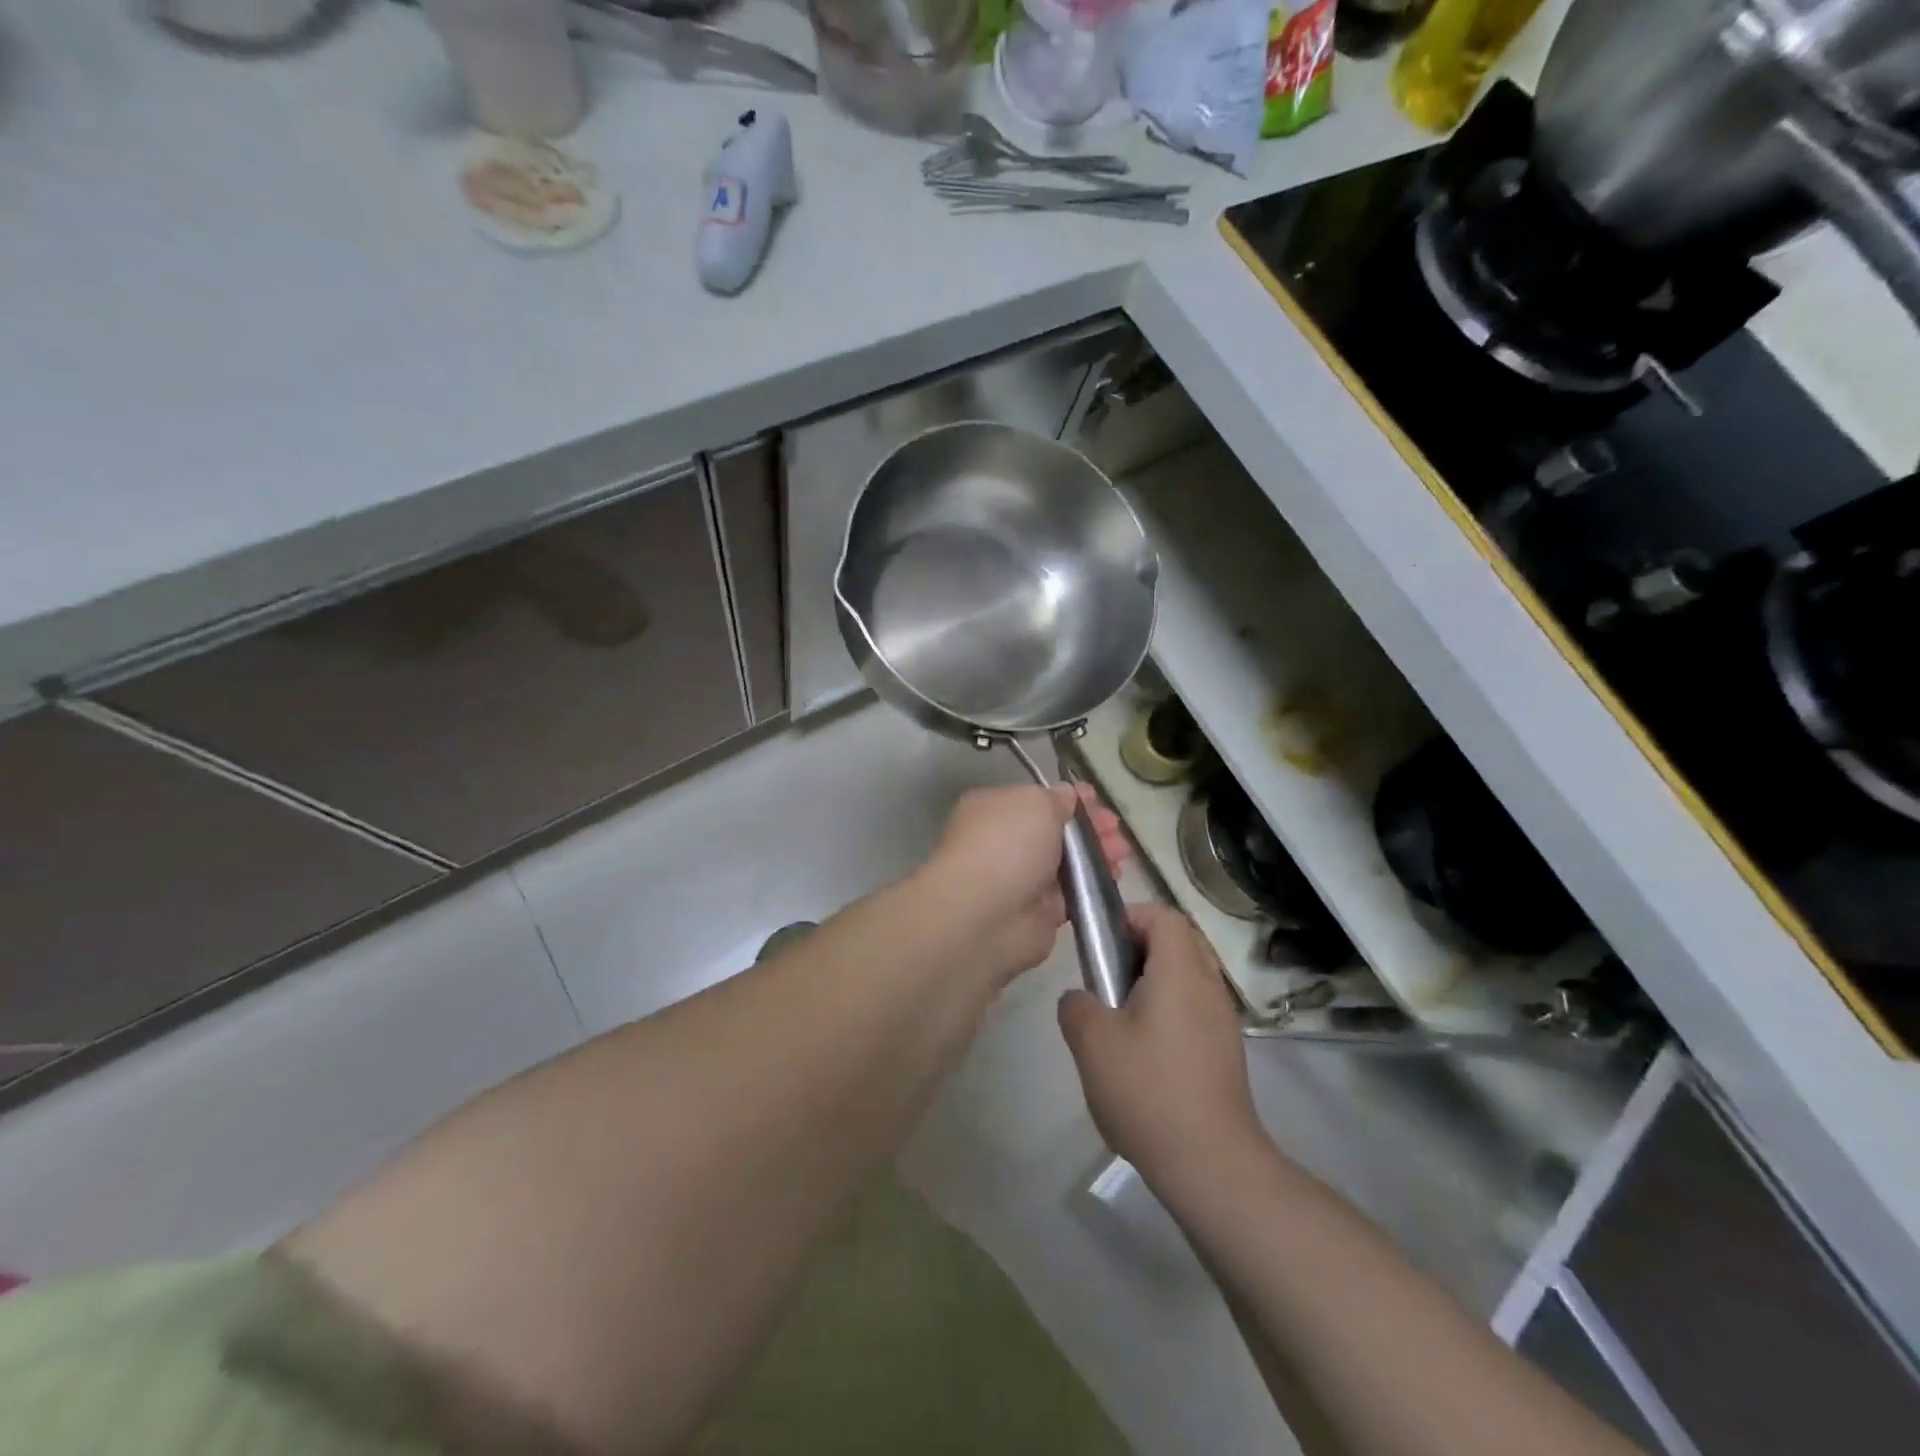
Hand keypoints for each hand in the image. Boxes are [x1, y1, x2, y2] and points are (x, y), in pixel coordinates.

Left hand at [914, 783, 1127, 990]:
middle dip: (1088, 828)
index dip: (1069, 799)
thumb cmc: (1006, 845)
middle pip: (1054, 831)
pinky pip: (1071, 893)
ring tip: (1122, 854)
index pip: (1036, 800)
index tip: (1098, 800)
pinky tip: (1114, 878)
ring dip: (1096, 855)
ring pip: (1066, 862)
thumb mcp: (1035, 803)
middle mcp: (1003, 842)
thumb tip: (1067, 797)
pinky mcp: (1038, 912)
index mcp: (994, 809)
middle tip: (1116, 829)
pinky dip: (1092, 885)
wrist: (985, 915)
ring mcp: (1020, 879)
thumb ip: (1056, 798)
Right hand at [1057, 903, 1262, 1185]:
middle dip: (1138, 949)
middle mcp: (1208, 986)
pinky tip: (1142, 1052)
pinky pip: (1193, 1008)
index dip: (1129, 916)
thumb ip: (1076, 1005)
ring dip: (1152, 982)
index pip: (1163, 915)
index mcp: (1180, 971)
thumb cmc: (1148, 1090)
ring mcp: (1222, 1020)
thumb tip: (1081, 998)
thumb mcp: (1092, 1042)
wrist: (1210, 1163)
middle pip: (1177, 942)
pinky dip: (1167, 1011)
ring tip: (1118, 1018)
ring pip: (1186, 977)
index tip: (1100, 943)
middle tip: (1105, 978)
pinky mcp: (1225, 1050)